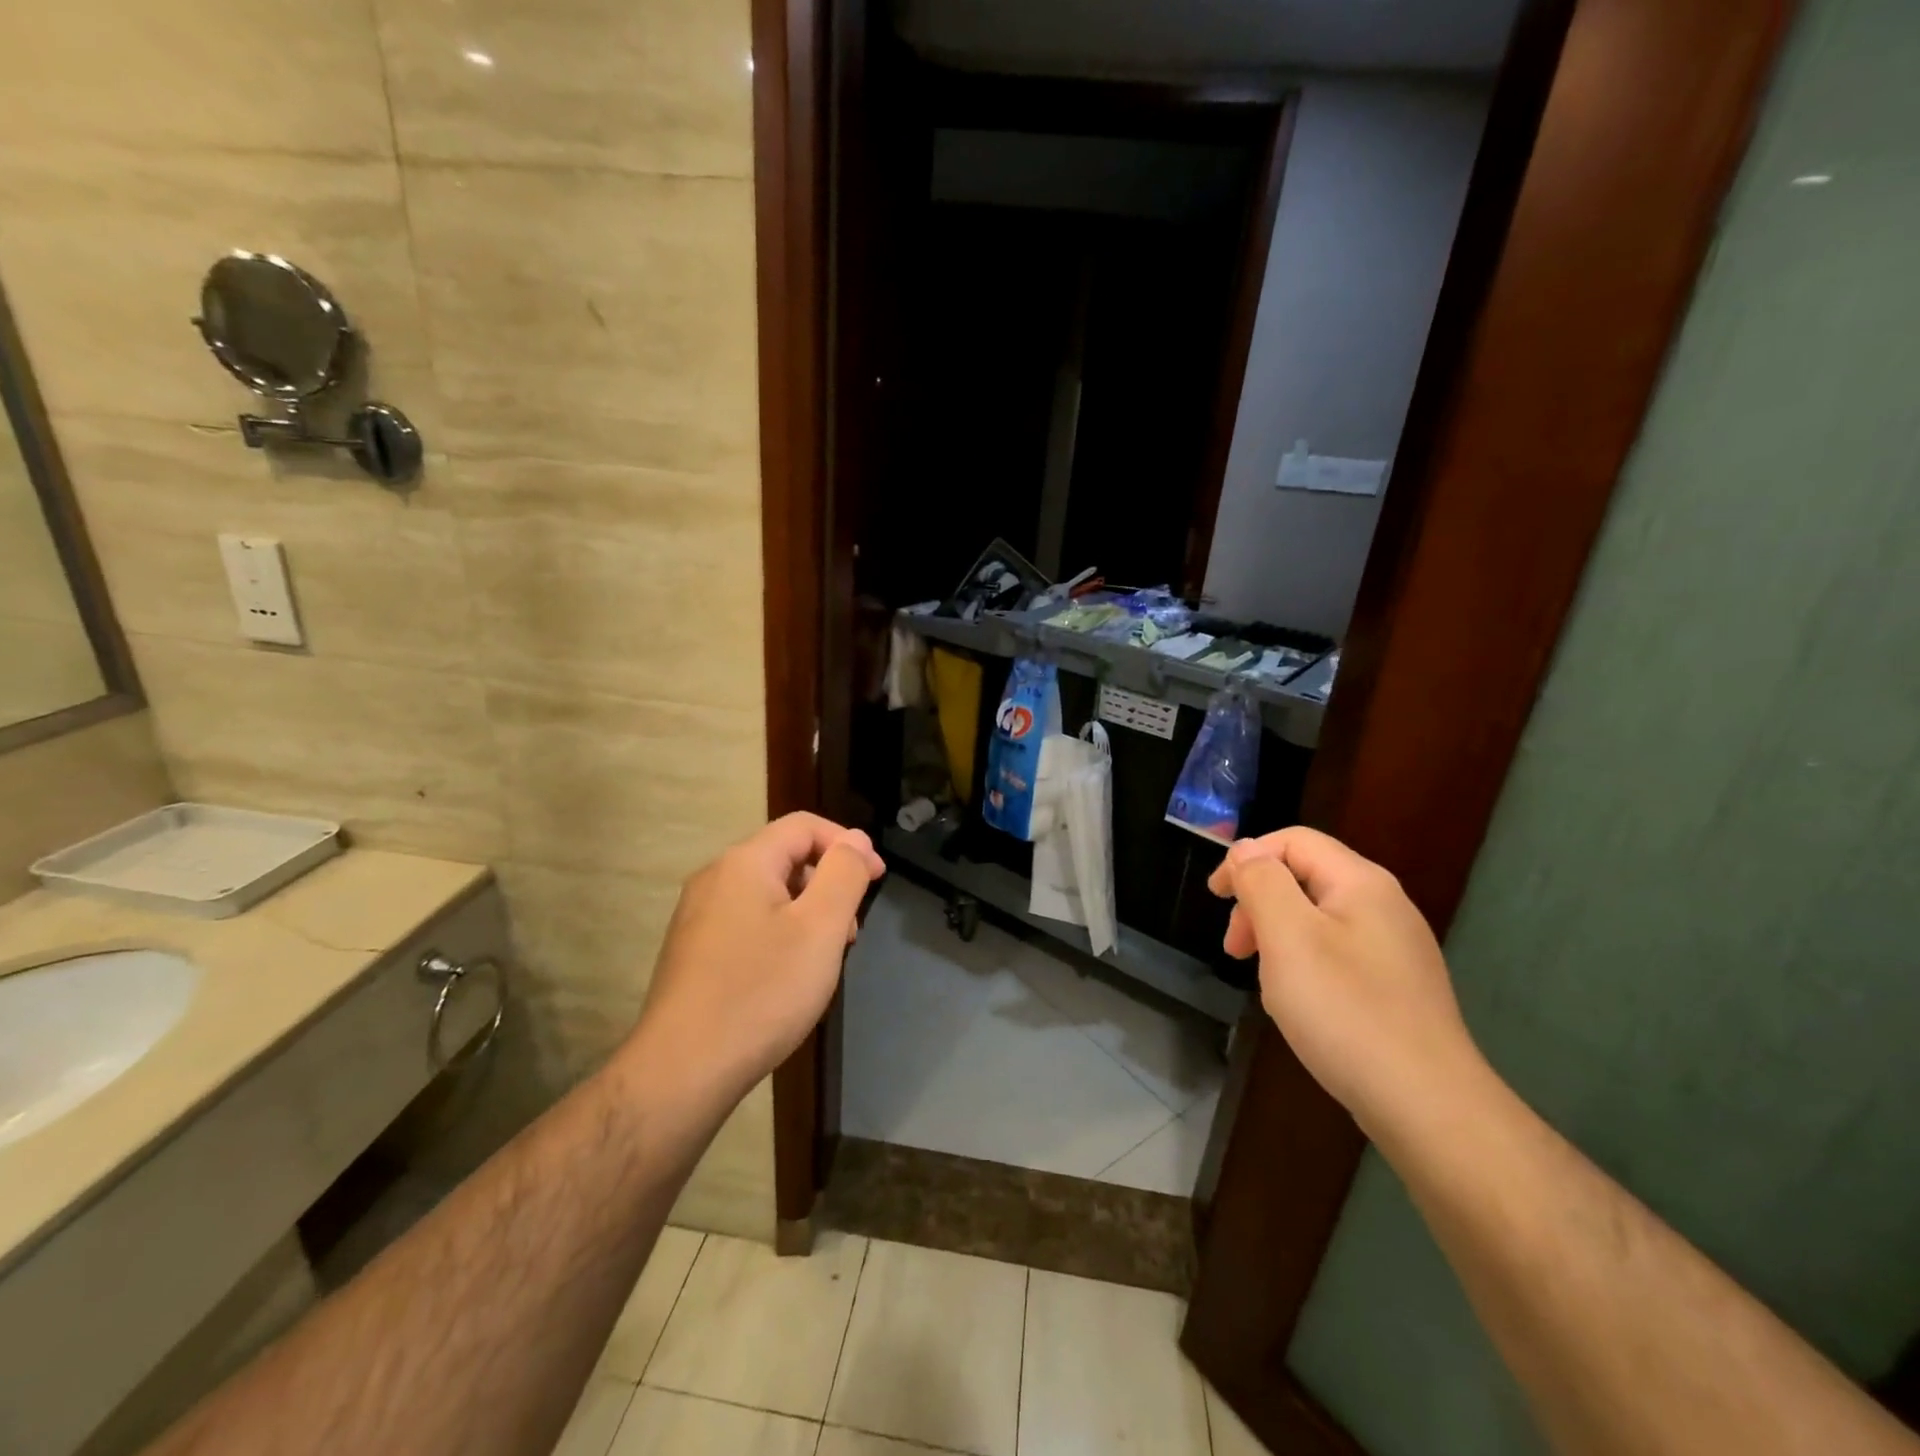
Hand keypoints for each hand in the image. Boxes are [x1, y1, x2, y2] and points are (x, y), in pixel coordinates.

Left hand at [631, 813, 884, 1106]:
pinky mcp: (693, 951)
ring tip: (826, 957)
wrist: (682, 1071)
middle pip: (785, 858)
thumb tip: (854, 840)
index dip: (848, 844)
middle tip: (852, 930)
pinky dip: (781, 933)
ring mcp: (698, 917)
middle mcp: (715, 879)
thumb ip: (843, 874)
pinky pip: (748, 922)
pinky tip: (790, 975)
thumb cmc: (761, 992)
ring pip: (769, 894)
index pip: (804, 826)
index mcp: (744, 863)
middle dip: (828, 882)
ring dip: (808, 911)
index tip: (877, 879)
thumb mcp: (820, 928)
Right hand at [1209, 827, 1484, 1134]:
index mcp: (1360, 883)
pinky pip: (1336, 955)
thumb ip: (1262, 882)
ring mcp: (1394, 949)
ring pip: (1316, 920)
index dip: (1246, 859)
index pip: (1293, 841)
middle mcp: (1384, 906)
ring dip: (1277, 938)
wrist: (1427, 1105)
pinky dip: (1303, 966)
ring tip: (1265, 982)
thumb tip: (1246, 850)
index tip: (1215, 899)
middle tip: (1235, 951)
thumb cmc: (1345, 1010)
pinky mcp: (1395, 987)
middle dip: (1259, 903)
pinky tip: (1298, 1004)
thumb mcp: (1288, 936)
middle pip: (1304, 877)